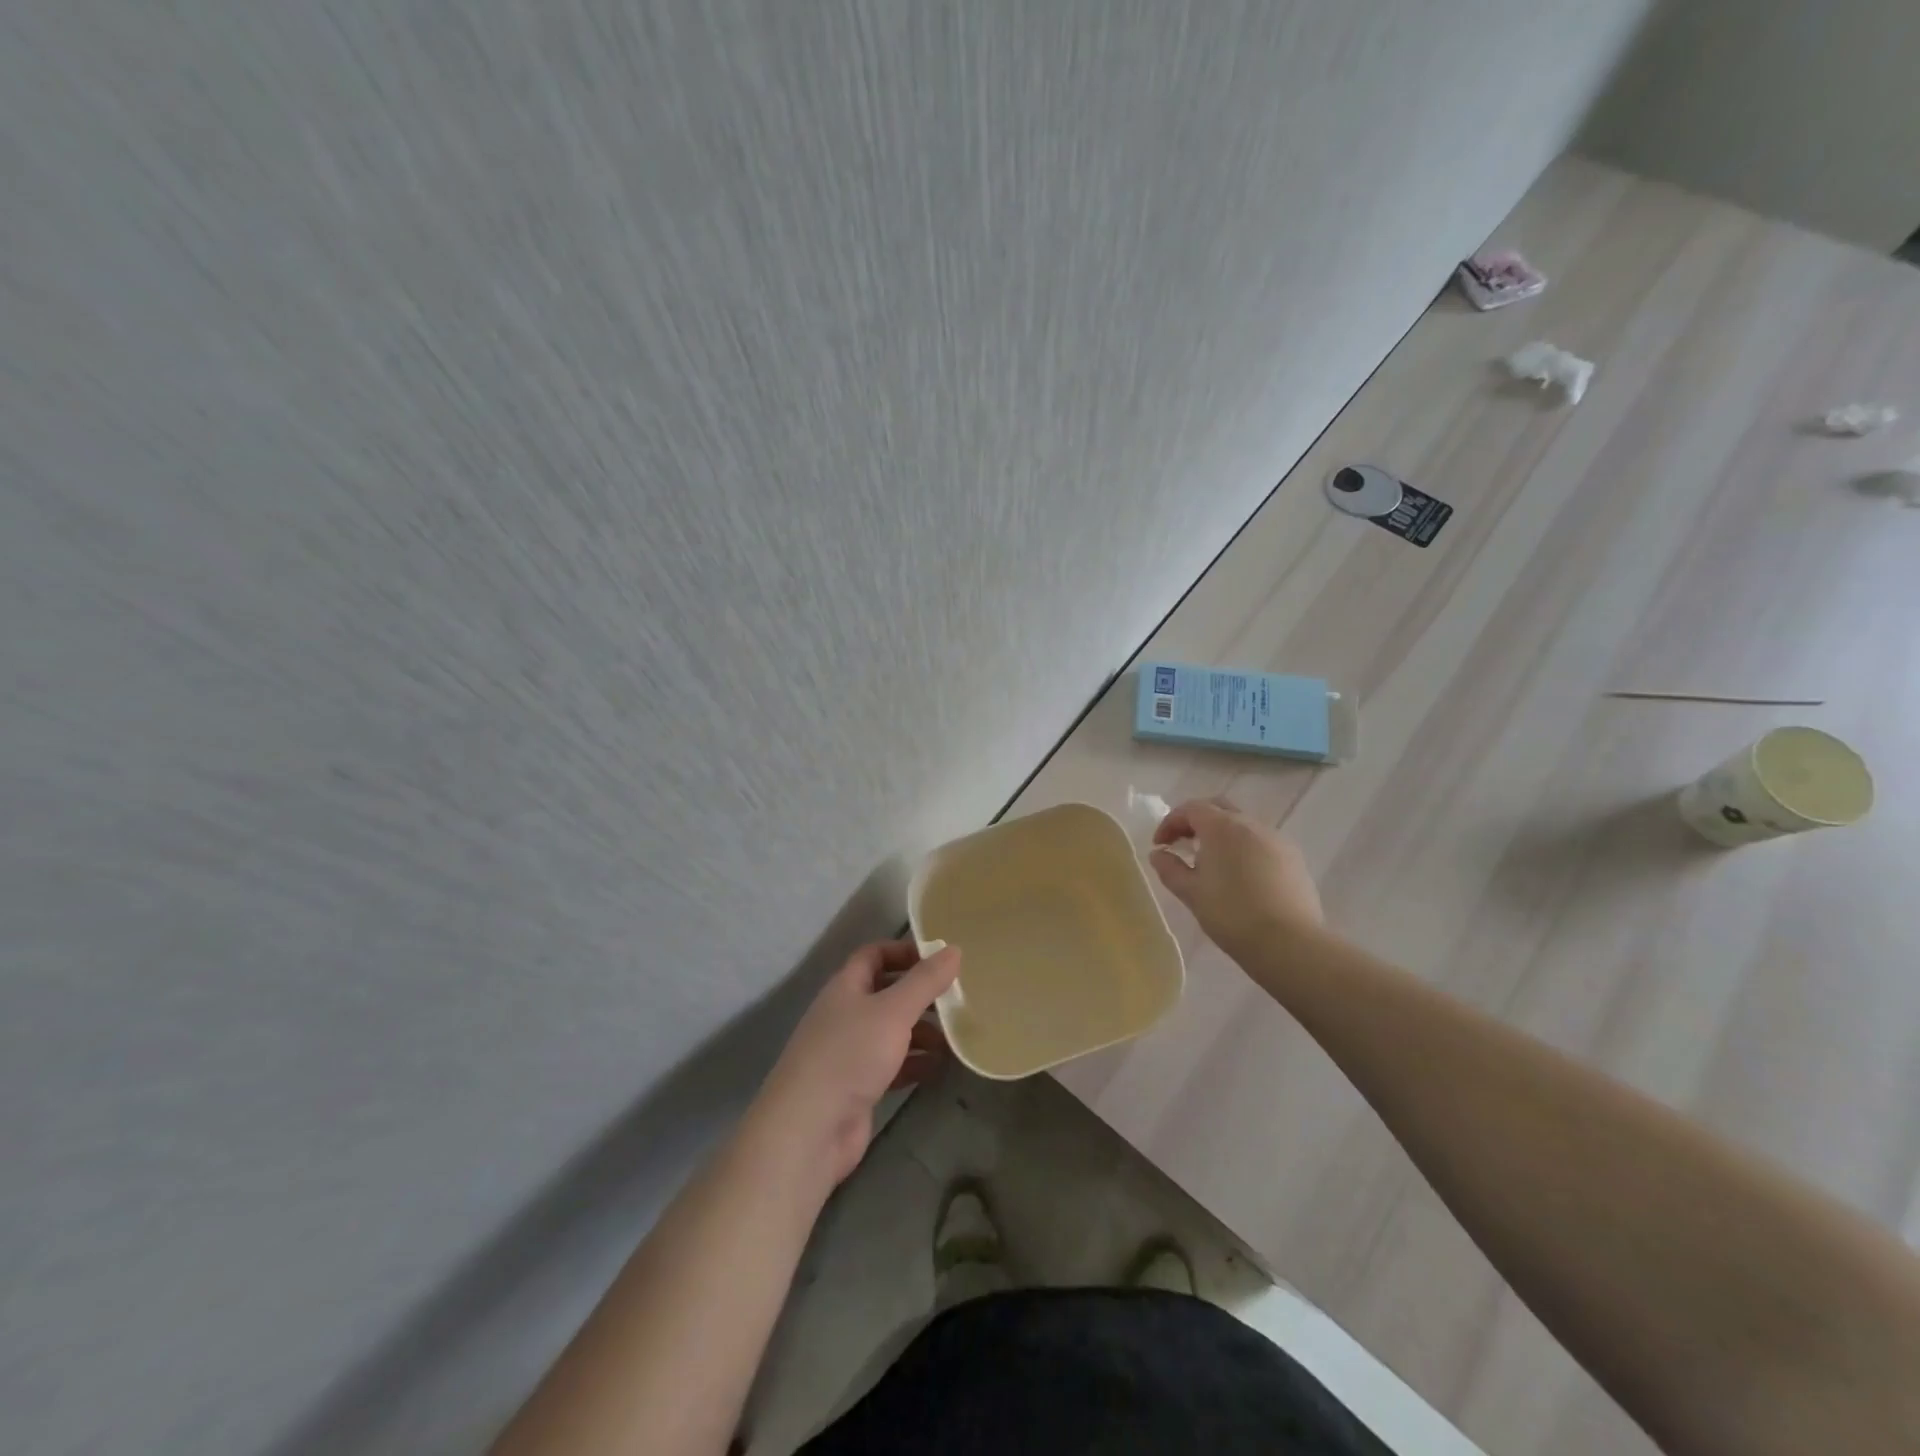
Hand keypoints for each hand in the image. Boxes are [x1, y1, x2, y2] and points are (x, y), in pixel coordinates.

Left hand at [755, 939, 961, 1185]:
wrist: (810, 1129)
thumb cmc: (851, 1055)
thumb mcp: (894, 1011)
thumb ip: (925, 981)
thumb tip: (953, 949)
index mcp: (846, 987)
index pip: (874, 954)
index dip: (904, 951)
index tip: (939, 959)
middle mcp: (846, 1014)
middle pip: (887, 993)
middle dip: (920, 995)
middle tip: (955, 1000)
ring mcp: (850, 1052)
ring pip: (892, 1031)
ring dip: (922, 1031)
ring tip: (954, 1037)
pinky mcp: (858, 1086)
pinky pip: (892, 1064)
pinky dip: (914, 1062)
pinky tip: (938, 1067)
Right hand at [1151, 798, 1322, 955]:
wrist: (1289, 943)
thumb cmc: (1231, 914)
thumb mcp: (1191, 893)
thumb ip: (1170, 869)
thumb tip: (1158, 854)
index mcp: (1222, 827)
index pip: (1191, 809)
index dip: (1170, 823)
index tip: (1159, 845)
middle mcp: (1251, 824)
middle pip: (1219, 808)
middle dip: (1196, 821)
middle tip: (1183, 844)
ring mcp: (1277, 839)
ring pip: (1243, 825)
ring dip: (1222, 835)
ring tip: (1211, 863)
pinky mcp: (1294, 859)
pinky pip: (1262, 842)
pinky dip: (1244, 849)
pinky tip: (1241, 876)